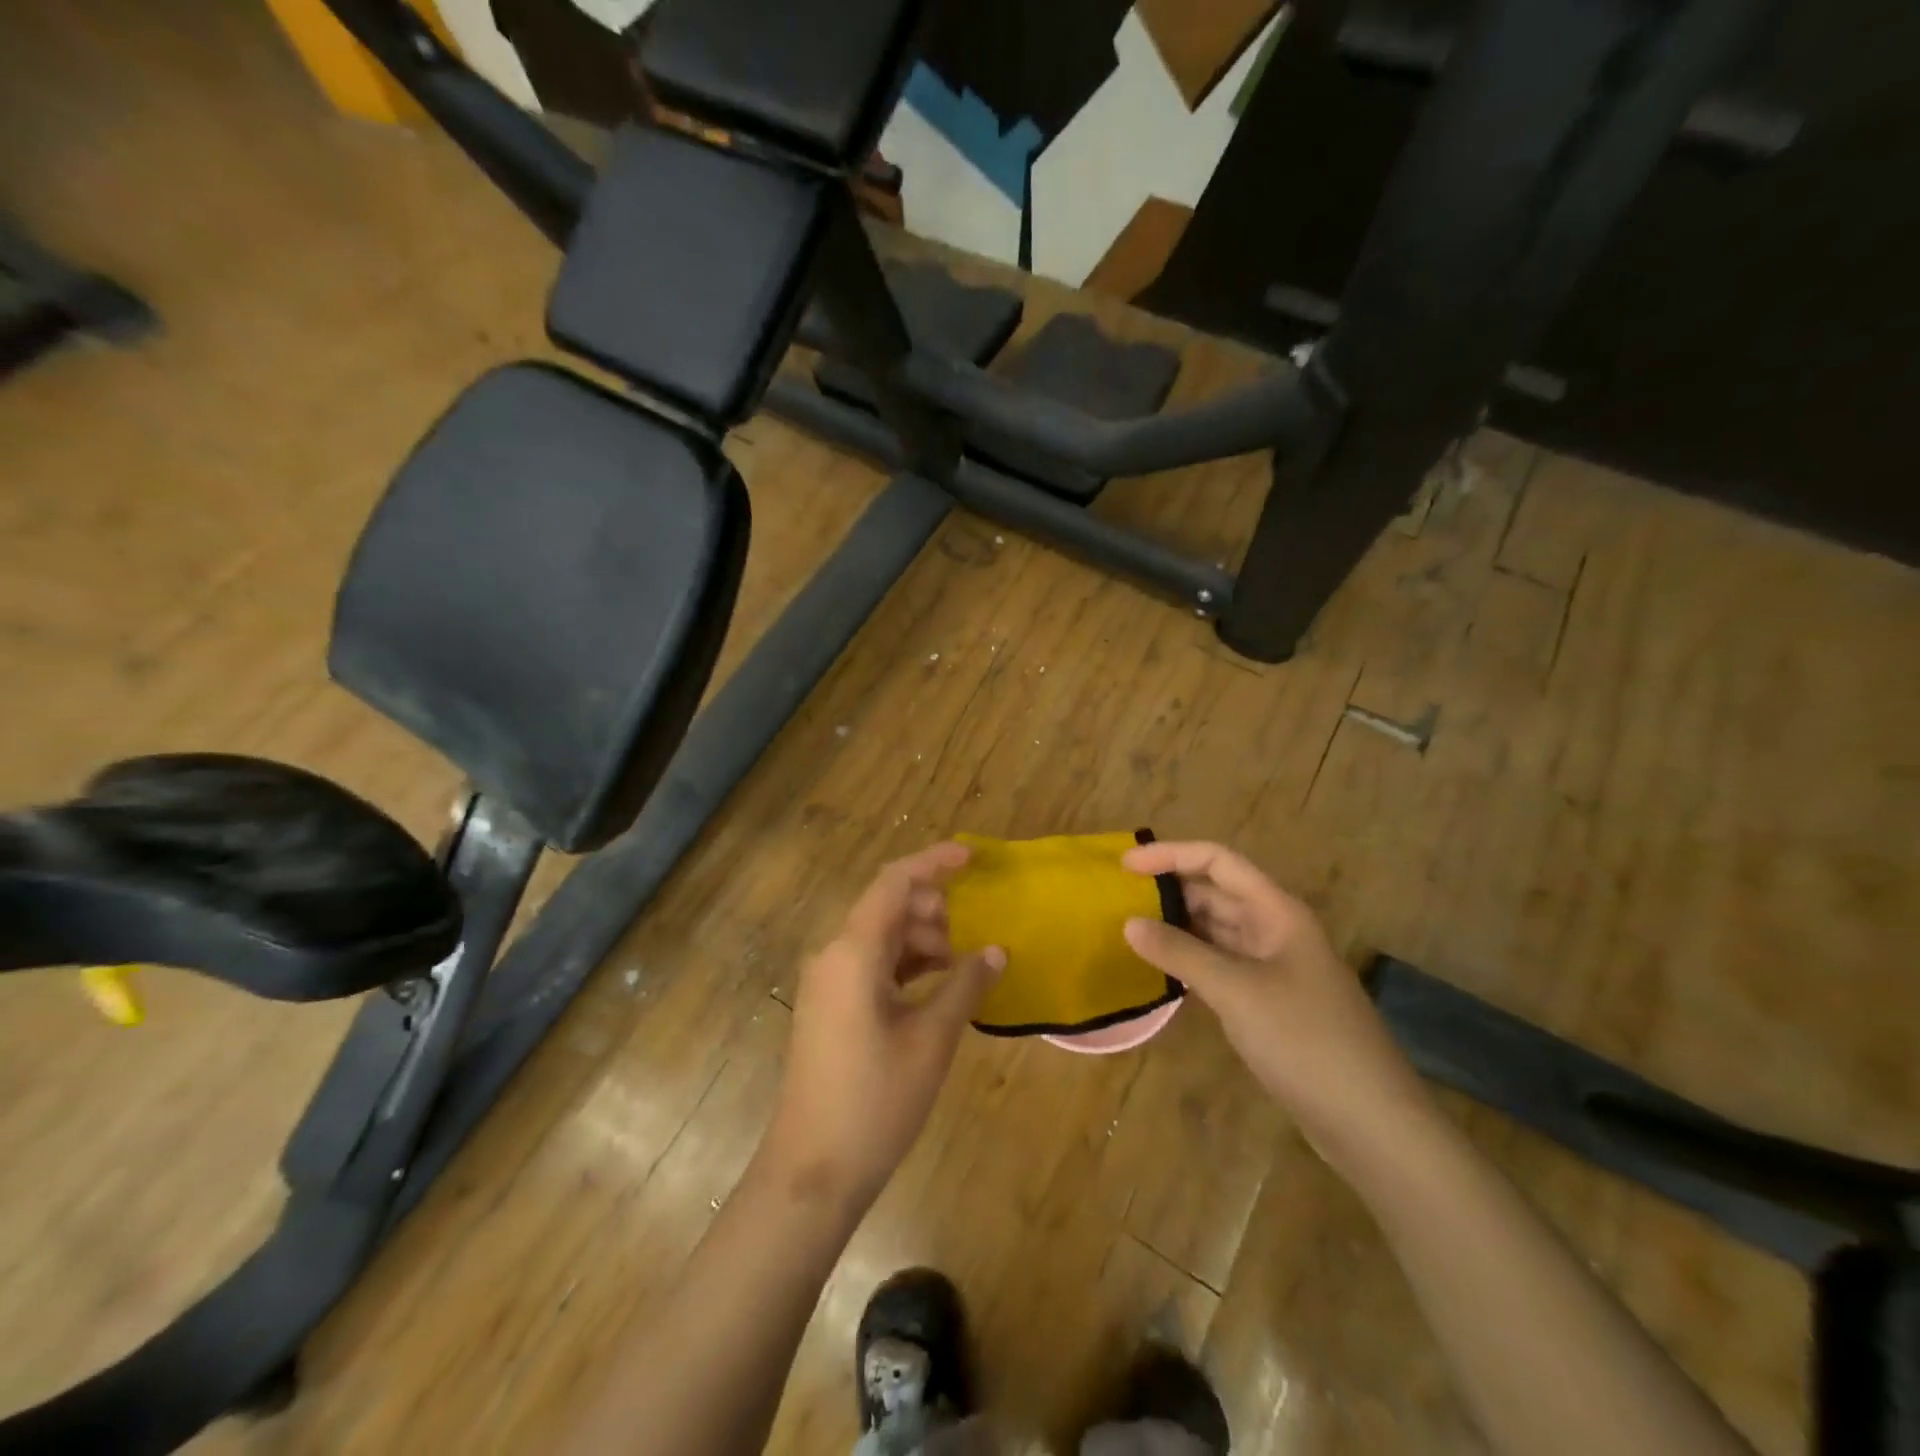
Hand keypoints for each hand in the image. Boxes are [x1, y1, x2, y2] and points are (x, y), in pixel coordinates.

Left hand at [761, 843, 1004, 1214]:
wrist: (812, 1172)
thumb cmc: (876, 1100)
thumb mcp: (932, 1039)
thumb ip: (966, 985)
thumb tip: (997, 950)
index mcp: (853, 951)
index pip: (894, 882)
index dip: (933, 862)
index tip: (972, 857)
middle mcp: (833, 955)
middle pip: (886, 906)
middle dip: (932, 907)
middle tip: (972, 930)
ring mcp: (826, 982)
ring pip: (879, 936)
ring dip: (920, 939)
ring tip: (960, 962)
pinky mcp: (829, 1006)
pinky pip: (870, 964)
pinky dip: (904, 964)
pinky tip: (935, 985)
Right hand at [1121, 840, 1434, 1173]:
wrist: (1372, 1123)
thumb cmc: (1306, 1041)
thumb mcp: (1237, 992)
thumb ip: (1181, 953)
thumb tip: (1129, 923)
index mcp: (1277, 911)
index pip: (1217, 861)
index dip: (1171, 855)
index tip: (1125, 867)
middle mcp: (1275, 929)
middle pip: (1217, 892)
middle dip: (1170, 889)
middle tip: (1118, 899)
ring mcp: (1274, 967)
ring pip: (1217, 931)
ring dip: (1177, 926)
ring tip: (1129, 929)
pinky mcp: (1269, 1002)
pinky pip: (1221, 965)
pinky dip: (1190, 961)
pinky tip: (1161, 970)